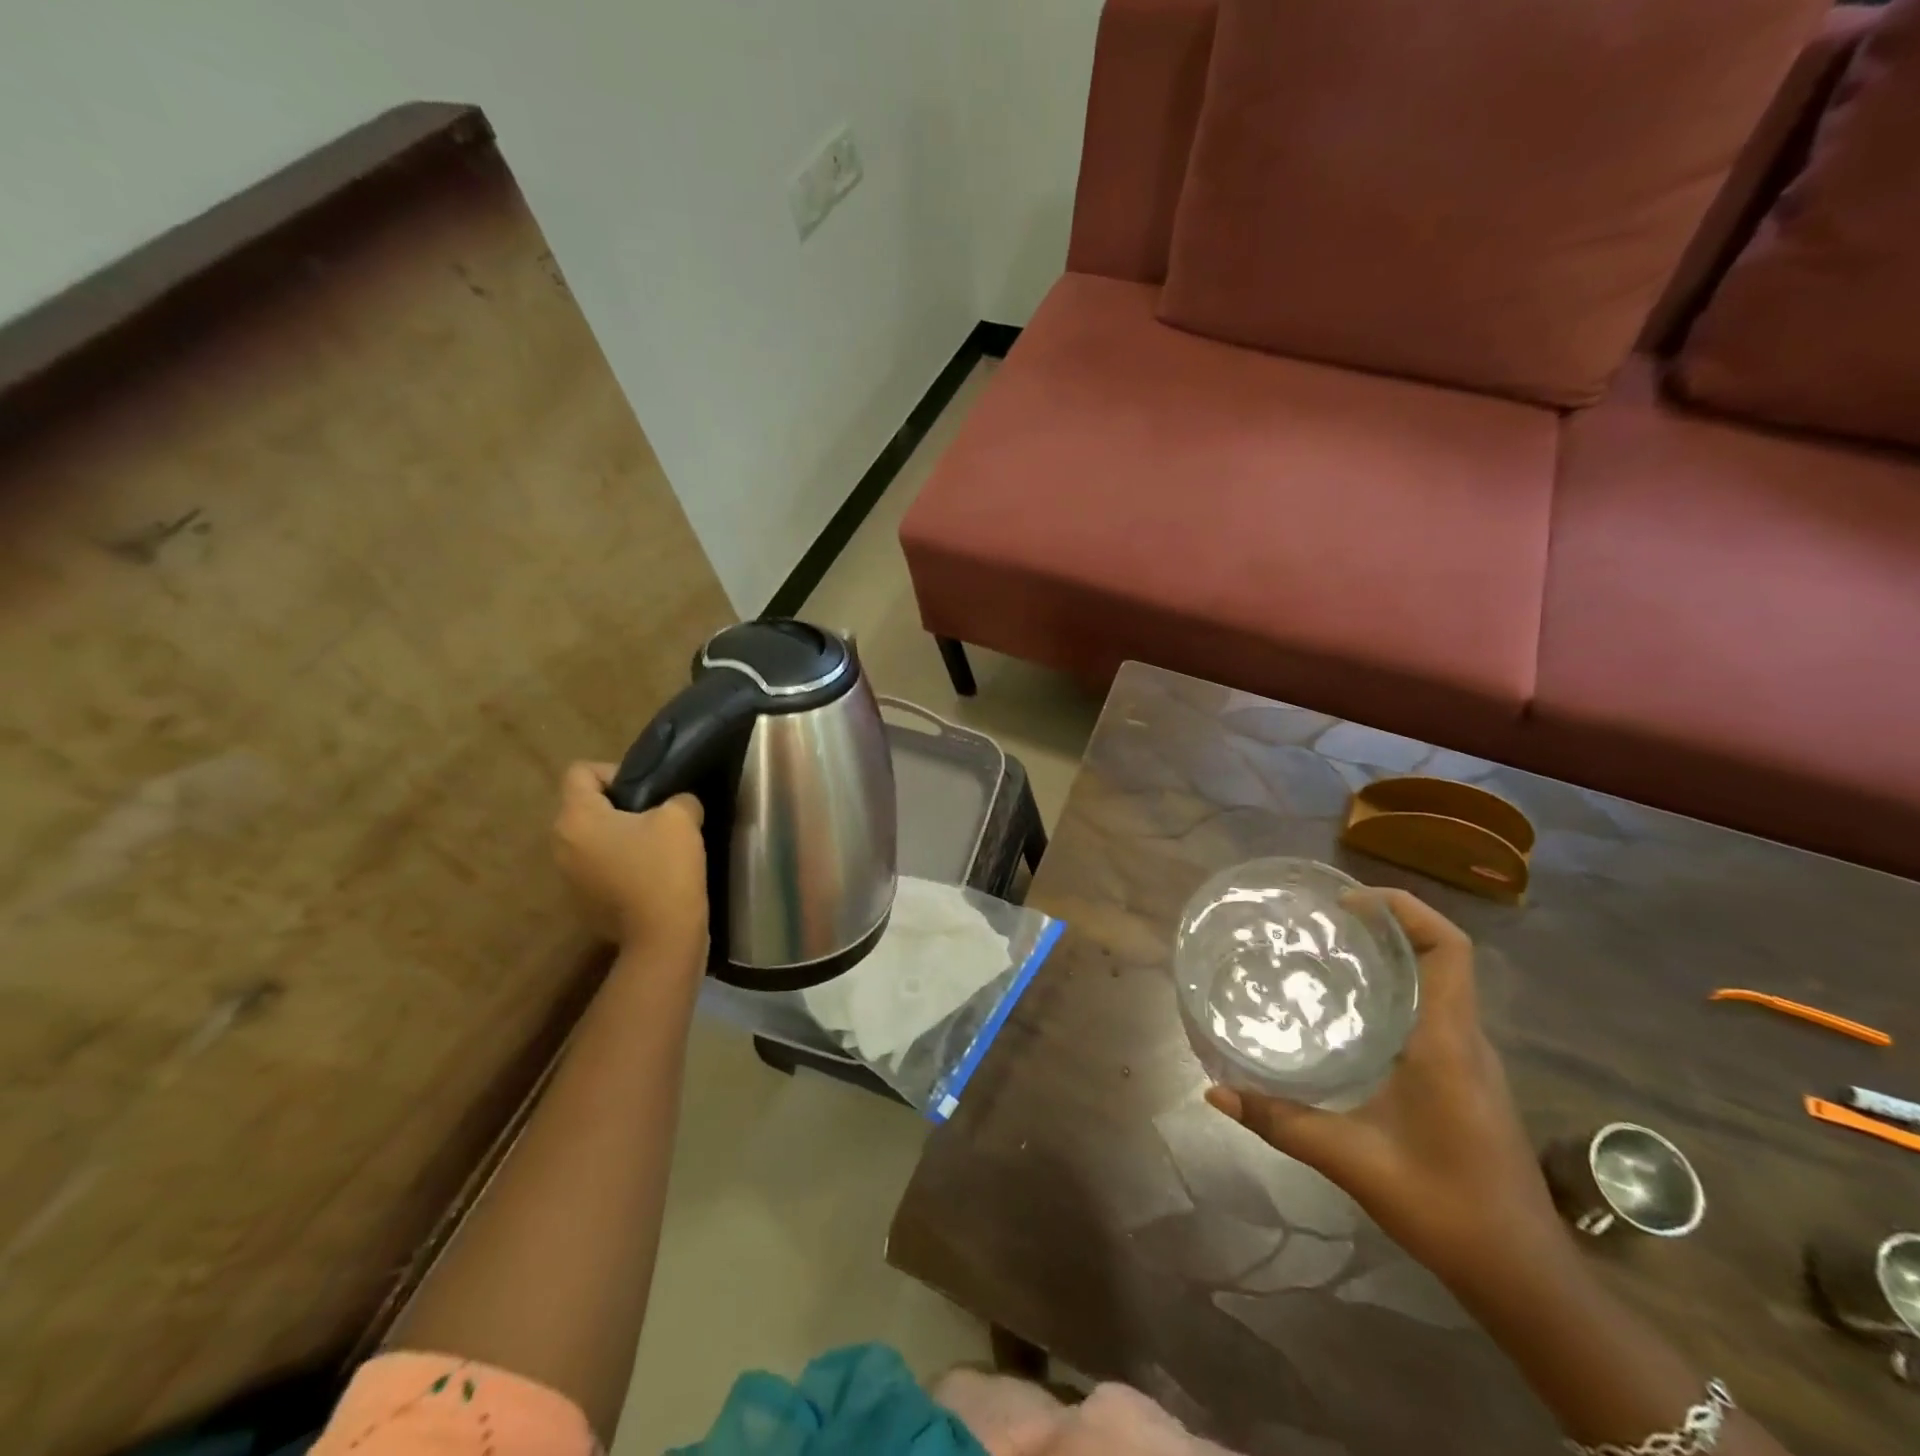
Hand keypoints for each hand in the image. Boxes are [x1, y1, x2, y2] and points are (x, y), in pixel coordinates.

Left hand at [551, 762, 707, 953]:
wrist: (662, 937)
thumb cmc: (665, 869)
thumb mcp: (682, 818)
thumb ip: (677, 798)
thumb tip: (675, 804)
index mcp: (577, 818)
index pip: (580, 772)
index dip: (614, 771)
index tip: (647, 790)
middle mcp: (561, 844)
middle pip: (584, 806)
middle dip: (618, 806)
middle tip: (656, 816)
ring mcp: (567, 876)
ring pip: (590, 838)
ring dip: (617, 836)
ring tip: (654, 847)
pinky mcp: (580, 901)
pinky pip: (596, 867)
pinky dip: (617, 864)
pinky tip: (647, 876)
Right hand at [1206, 888, 1562, 1293]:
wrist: (1525, 1278)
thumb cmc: (1448, 1208)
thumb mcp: (1353, 1162)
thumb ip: (1282, 1123)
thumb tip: (1215, 1093)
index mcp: (1448, 1042)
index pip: (1449, 949)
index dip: (1406, 910)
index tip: (1349, 902)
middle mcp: (1465, 1039)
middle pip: (1441, 955)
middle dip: (1387, 925)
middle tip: (1323, 921)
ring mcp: (1471, 1061)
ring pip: (1438, 983)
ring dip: (1392, 956)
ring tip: (1329, 953)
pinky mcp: (1467, 1080)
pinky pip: (1434, 1012)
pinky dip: (1396, 991)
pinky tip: (1351, 1012)